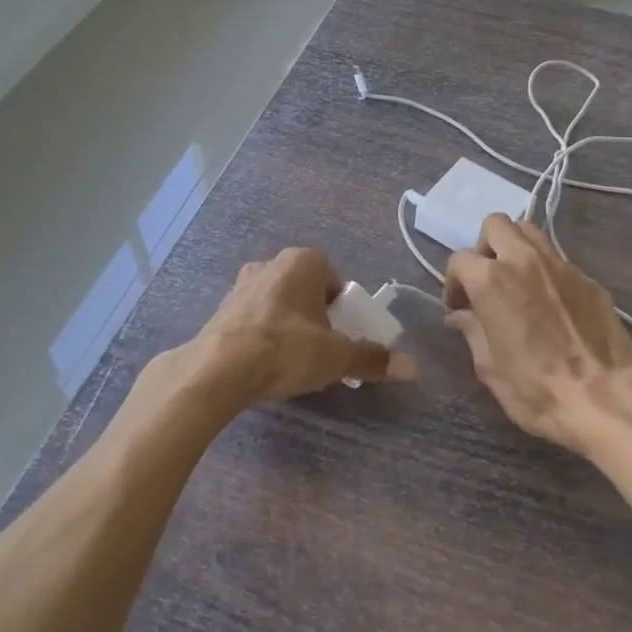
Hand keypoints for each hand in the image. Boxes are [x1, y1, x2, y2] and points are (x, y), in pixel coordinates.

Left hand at [177, 247, 416, 408]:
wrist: (217, 370)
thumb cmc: (285, 349)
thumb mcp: (336, 357)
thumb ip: (372, 359)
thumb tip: (414, 367)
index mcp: (304, 261)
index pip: (336, 280)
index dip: (343, 310)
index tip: (341, 338)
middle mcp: (272, 263)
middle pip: (307, 290)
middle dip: (316, 317)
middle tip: (320, 351)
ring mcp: (242, 284)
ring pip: (279, 303)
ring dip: (288, 325)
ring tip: (290, 361)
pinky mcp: (221, 309)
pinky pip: (254, 318)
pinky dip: (263, 335)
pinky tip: (263, 364)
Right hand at [444, 215, 631, 454]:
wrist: (605, 397)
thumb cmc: (536, 388)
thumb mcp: (489, 368)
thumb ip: (472, 332)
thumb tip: (461, 316)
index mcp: (491, 280)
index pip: (460, 259)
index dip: (454, 282)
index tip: (459, 307)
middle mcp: (524, 260)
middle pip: (496, 225)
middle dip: (484, 246)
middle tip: (486, 279)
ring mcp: (560, 265)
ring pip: (529, 231)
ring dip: (515, 247)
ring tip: (516, 280)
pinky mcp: (587, 278)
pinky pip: (557, 259)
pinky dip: (545, 270)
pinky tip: (550, 302)